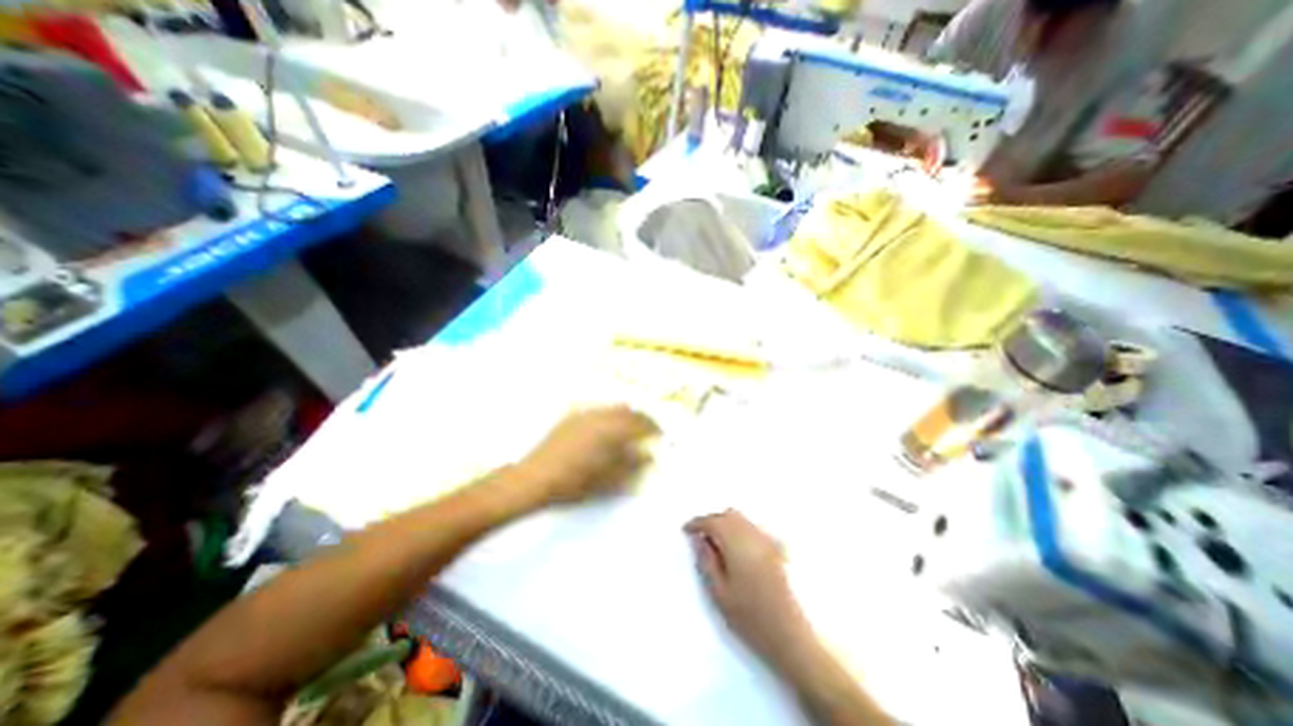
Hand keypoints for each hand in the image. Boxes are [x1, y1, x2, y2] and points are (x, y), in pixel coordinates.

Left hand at [517, 410, 656, 504]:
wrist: (535, 478)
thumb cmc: (573, 483)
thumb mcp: (607, 480)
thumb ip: (631, 466)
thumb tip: (649, 456)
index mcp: (610, 430)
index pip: (640, 423)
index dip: (653, 428)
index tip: (661, 436)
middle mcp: (599, 416)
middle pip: (628, 411)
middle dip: (642, 419)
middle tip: (649, 430)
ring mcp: (583, 414)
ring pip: (612, 407)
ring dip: (626, 415)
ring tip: (630, 428)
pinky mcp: (571, 417)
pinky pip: (597, 409)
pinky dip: (608, 414)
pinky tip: (606, 425)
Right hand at [685, 509, 806, 666]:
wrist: (793, 637)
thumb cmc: (751, 618)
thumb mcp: (720, 593)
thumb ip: (706, 562)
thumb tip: (699, 540)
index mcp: (737, 544)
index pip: (713, 522)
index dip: (698, 523)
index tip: (686, 530)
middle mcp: (754, 535)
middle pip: (729, 515)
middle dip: (713, 520)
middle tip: (700, 536)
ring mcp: (768, 541)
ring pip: (742, 520)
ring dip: (727, 524)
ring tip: (717, 544)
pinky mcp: (778, 549)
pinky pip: (753, 529)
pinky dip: (740, 531)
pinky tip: (737, 550)